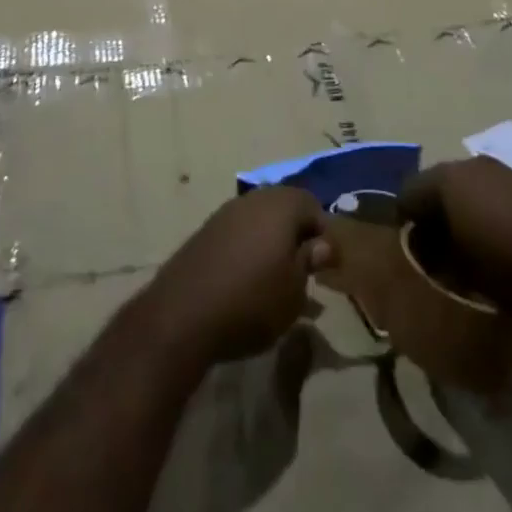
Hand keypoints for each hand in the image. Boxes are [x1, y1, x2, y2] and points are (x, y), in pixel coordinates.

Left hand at [141, 187, 331, 364]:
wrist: (184, 313)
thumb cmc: (252, 300)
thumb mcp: (294, 290)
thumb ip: (310, 261)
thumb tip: (322, 243)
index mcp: (280, 205)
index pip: (312, 205)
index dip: (324, 233)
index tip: (327, 266)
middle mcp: (253, 199)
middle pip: (285, 208)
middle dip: (298, 235)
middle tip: (306, 271)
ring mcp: (226, 212)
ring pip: (261, 219)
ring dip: (273, 242)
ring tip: (280, 280)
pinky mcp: (207, 231)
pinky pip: (240, 232)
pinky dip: (251, 248)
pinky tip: (251, 280)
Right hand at [397, 156, 511, 310]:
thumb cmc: (503, 262)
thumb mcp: (458, 267)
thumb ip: (433, 253)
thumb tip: (422, 249)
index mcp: (445, 177)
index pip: (408, 192)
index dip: (403, 218)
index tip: (405, 243)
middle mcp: (468, 164)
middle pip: (437, 184)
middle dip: (432, 210)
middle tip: (433, 243)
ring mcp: (500, 171)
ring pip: (467, 186)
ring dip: (461, 208)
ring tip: (465, 242)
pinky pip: (493, 193)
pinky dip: (486, 210)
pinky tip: (495, 237)